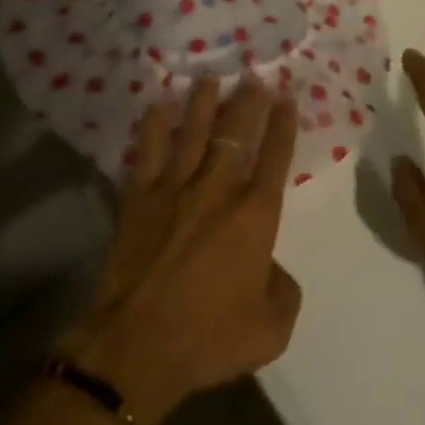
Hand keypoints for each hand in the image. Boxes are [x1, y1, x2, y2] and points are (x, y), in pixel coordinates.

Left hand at [59, 78, 301, 424]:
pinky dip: (153, 127)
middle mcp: (219, 188)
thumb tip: (273, 268)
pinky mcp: (139, 197)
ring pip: (194, 130)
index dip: (284, 124)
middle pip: (238, 131)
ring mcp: (175, 187)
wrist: (137, 348)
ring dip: (204, 101)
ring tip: (210, 77)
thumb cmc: (209, 338)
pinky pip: (148, 151)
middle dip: (249, 100)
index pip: (276, 155)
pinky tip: (158, 106)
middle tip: (254, 75)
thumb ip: (284, 291)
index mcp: (255, 213)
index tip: (287, 98)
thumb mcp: (271, 329)